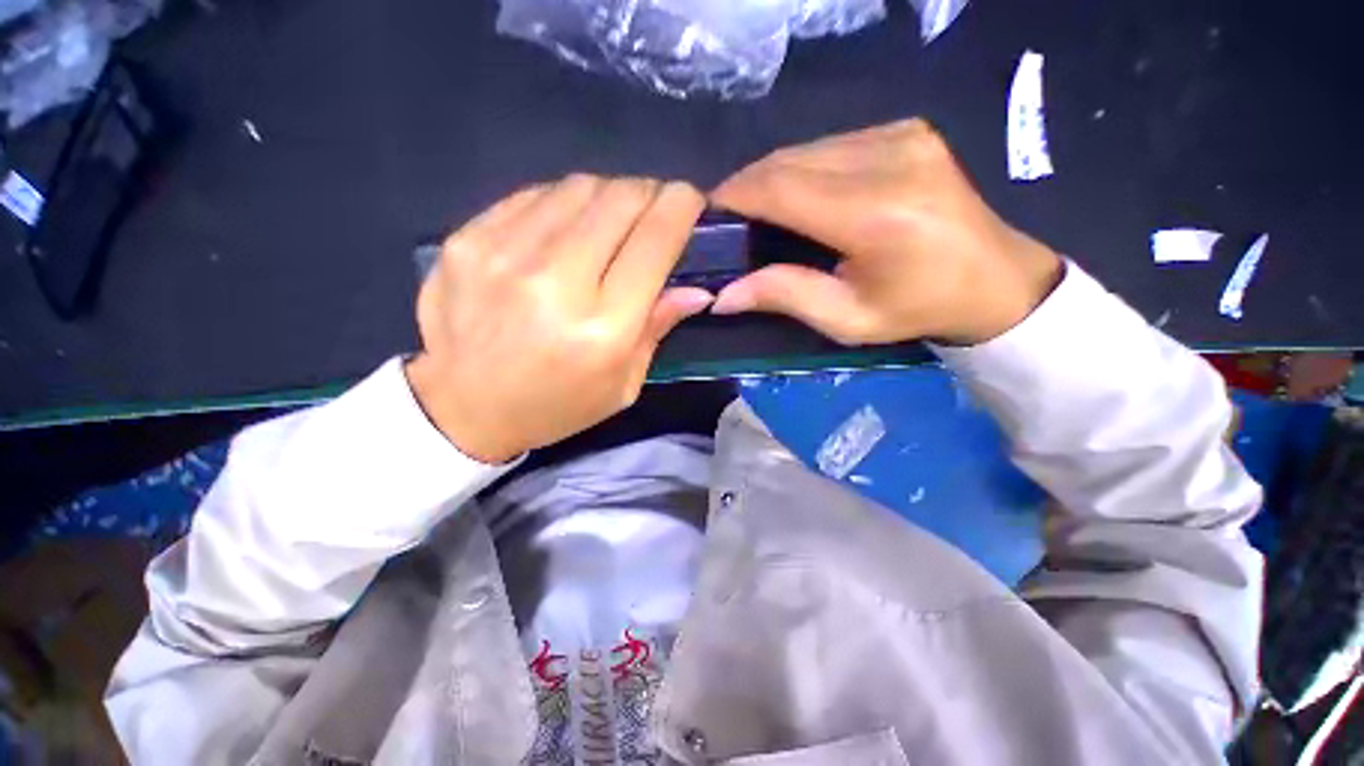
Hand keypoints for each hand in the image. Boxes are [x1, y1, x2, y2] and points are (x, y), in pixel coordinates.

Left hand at [407, 176, 712, 463]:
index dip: (682, 207)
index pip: (656, 238)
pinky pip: (535, 196)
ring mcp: (505, 253)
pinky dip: (564, 203)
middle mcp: (557, 281)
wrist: (462, 408)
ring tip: (609, 221)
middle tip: (653, 212)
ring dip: (608, 196)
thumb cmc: (556, 405)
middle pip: (620, 198)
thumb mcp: (623, 385)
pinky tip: (565, 228)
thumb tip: (696, 289)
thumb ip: (657, 328)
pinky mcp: (468, 239)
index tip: (690, 203)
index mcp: (604, 327)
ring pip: (579, 187)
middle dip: (650, 194)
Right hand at [709, 119, 1062, 345]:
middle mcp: (889, 159)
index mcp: (877, 214)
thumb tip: (723, 294)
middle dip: (747, 187)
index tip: (705, 215)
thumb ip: (784, 296)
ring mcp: (901, 135)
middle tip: (727, 220)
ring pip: (805, 148)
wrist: (994, 279)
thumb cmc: (917, 309)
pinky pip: (830, 144)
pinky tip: (798, 196)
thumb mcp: (847, 320)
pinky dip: (801, 168)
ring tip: (757, 211)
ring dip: (771, 177)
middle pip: (788, 161)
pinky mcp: (905, 129)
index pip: (782, 189)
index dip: (736, 196)